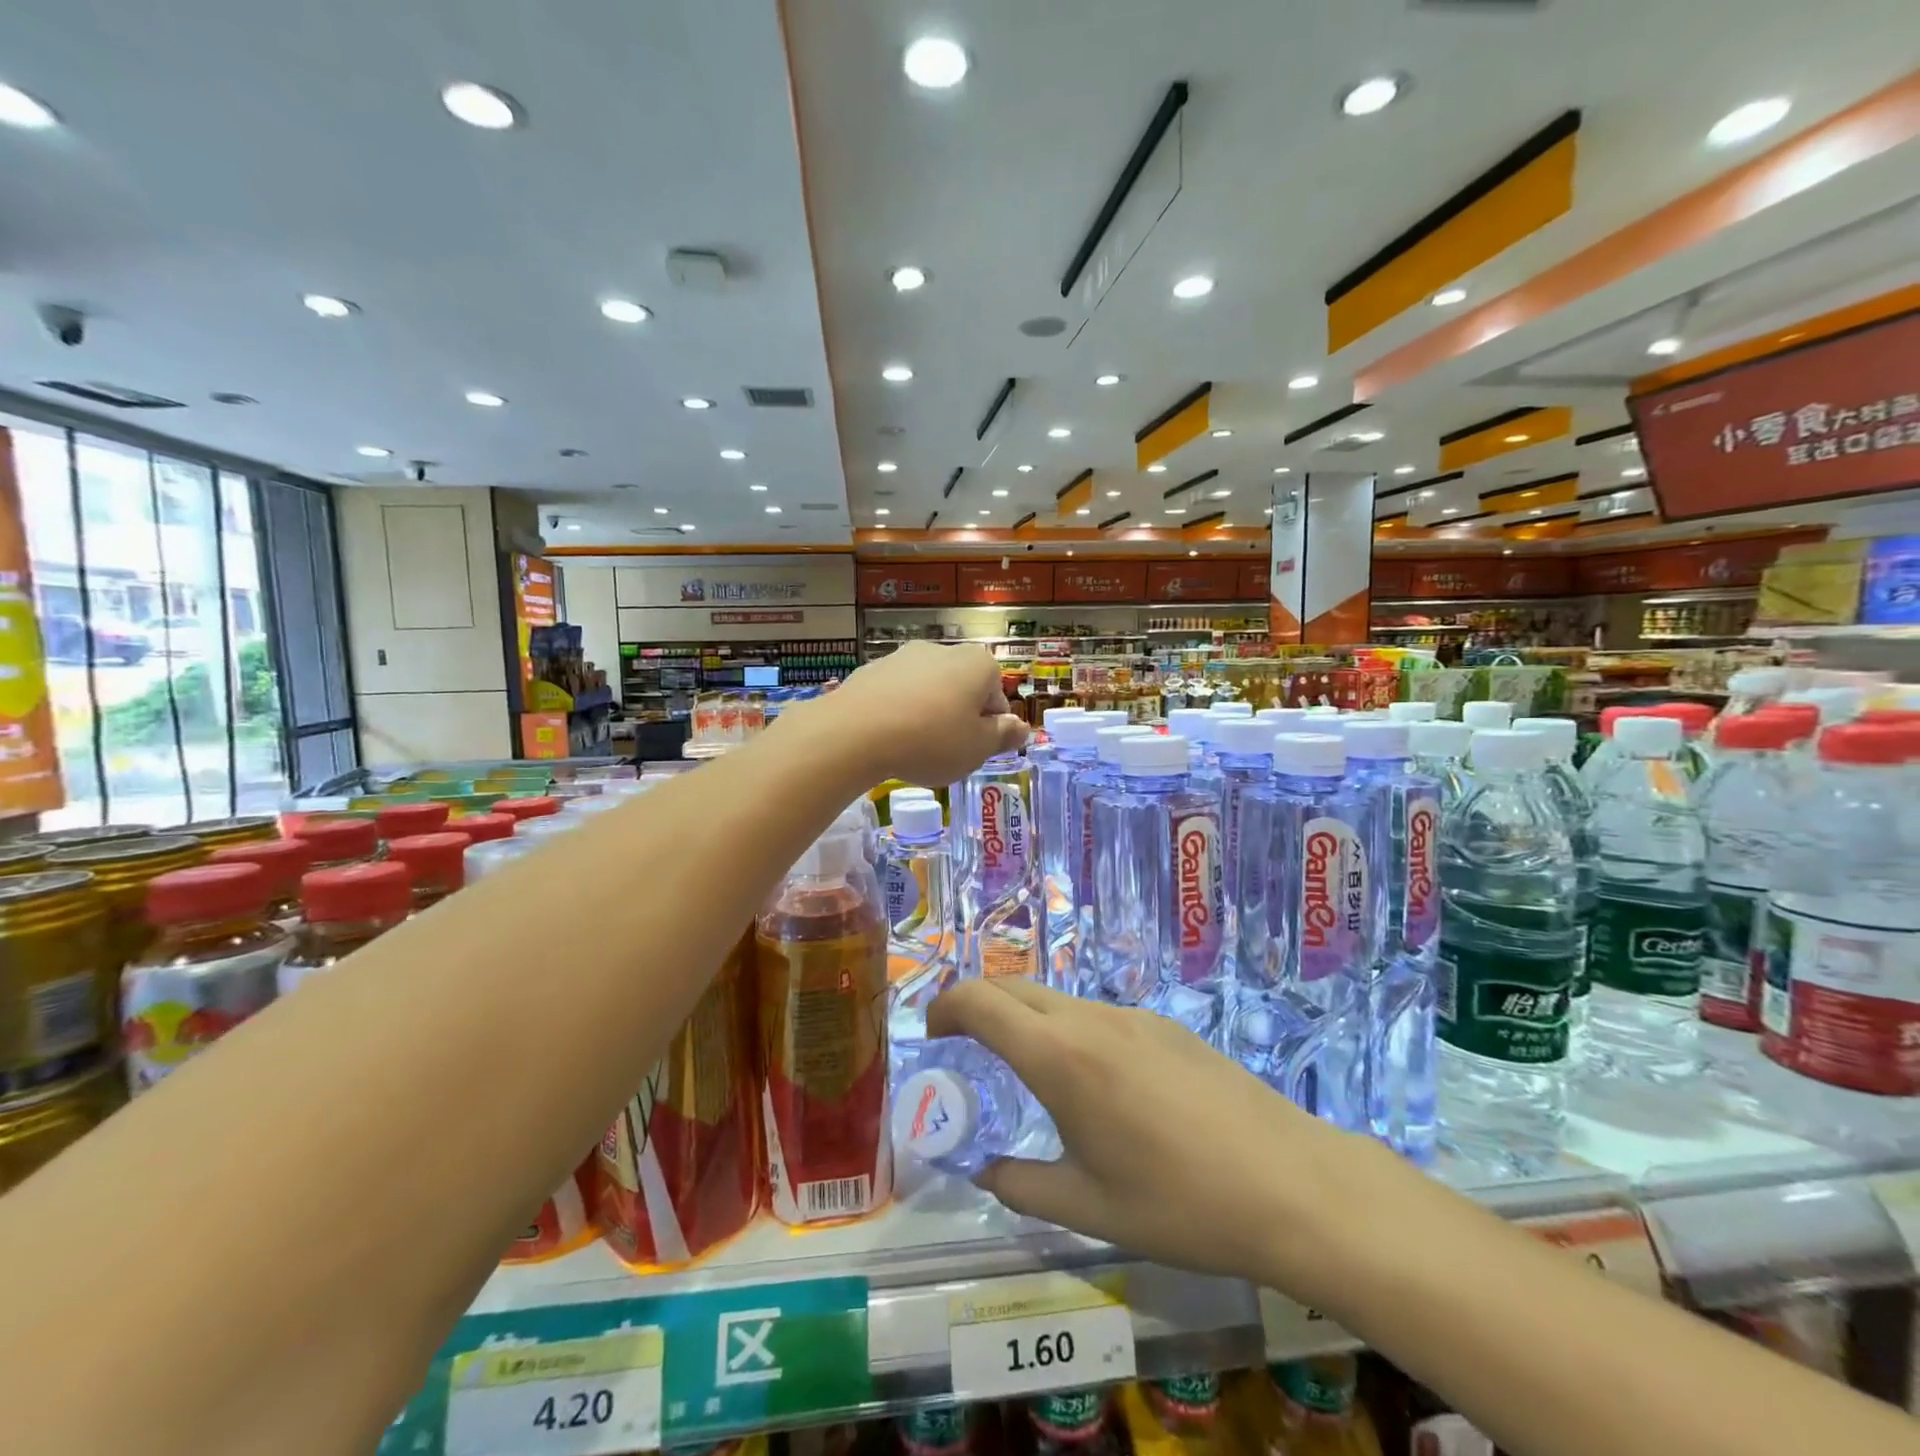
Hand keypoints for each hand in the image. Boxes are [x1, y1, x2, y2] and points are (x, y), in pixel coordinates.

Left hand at [791, 641, 1025, 787]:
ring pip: (928, 690)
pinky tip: (887, 738)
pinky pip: (896, 695)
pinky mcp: (872, 669)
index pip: (997, 699)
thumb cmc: (931, 741)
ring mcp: (904, 656)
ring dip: (927, 714)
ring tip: (913, 747)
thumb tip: (1022, 727)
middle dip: (958, 718)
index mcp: (979, 664)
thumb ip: (1004, 736)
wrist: (855, 732)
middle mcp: (943, 650)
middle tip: (946, 752)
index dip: (989, 729)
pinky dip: (898, 712)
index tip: (973, 751)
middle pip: (963, 690)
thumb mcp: (978, 749)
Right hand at [928, 978, 1391, 1298]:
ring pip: (1058, 999)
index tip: (932, 1034)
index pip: (980, 1000)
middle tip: (967, 1049)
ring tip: (1031, 1074)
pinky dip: (1070, 1029)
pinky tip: (1098, 1085)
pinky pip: (1099, 1013)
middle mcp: (1090, 1018)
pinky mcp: (1167, 1026)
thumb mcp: (1088, 1208)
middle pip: (1015, 986)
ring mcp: (1133, 1015)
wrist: (1292, 1184)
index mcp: (1059, 1056)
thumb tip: (984, 1171)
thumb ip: (1021, 1185)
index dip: (945, 1006)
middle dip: (979, 1005)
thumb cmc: (1179, 1203)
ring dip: (1028, 1019)